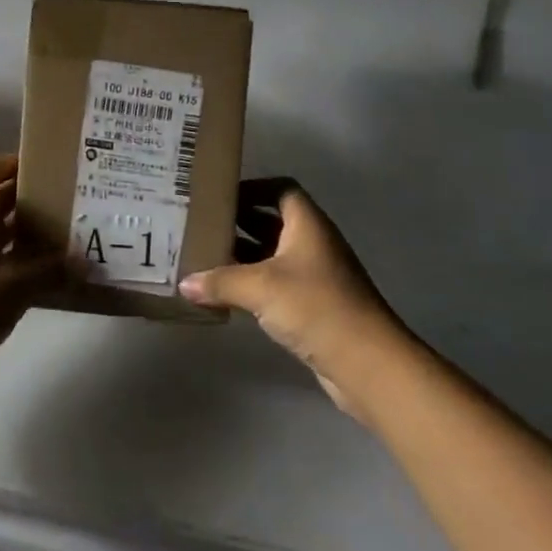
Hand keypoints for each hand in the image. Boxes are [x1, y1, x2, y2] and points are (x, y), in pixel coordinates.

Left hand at [0, 156, 66, 383]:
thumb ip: (51, 271)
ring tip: (49, 243)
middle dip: (22, 200)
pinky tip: (24, 282)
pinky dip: (0, 260)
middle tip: (59, 206)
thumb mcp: (15, 288)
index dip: (12, 163)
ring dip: (13, 233)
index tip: (43, 171)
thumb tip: (83, 261)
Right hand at [179, 180, 406, 417]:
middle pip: (273, 221)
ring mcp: (315, 276)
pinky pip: (277, 284)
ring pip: (273, 255)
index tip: (219, 195)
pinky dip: (253, 284)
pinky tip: (226, 294)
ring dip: (244, 255)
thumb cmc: (315, 307)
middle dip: (240, 221)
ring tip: (204, 256)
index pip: (280, 189)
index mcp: (307, 224)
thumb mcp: (261, 287)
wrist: (367, 363)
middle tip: (201, 224)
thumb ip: (221, 281)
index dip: (253, 187)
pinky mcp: (314, 306)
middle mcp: (313, 243)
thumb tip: (184, 284)